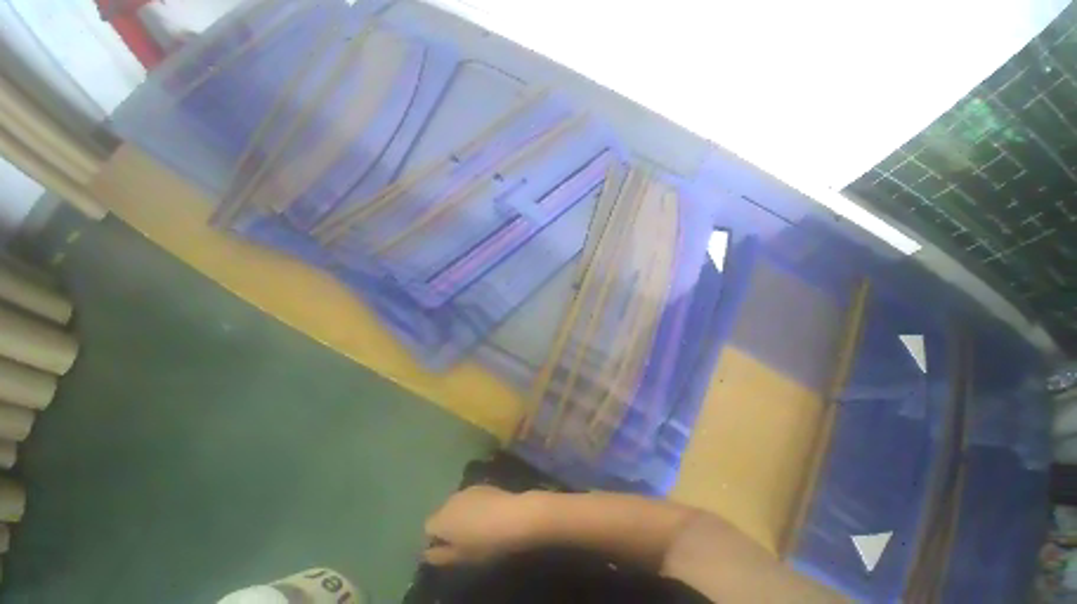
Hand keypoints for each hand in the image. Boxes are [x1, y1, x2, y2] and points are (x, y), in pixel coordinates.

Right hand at [423, 486, 540, 565]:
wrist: (512, 516)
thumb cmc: (484, 542)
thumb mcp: (459, 557)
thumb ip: (439, 555)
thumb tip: (427, 552)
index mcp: (441, 518)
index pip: (428, 527)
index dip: (436, 539)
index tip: (448, 548)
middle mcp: (451, 499)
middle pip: (442, 513)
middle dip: (448, 524)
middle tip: (462, 539)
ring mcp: (467, 489)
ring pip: (457, 504)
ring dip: (461, 514)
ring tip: (476, 527)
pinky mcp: (482, 485)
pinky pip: (471, 498)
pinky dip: (473, 506)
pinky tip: (486, 515)